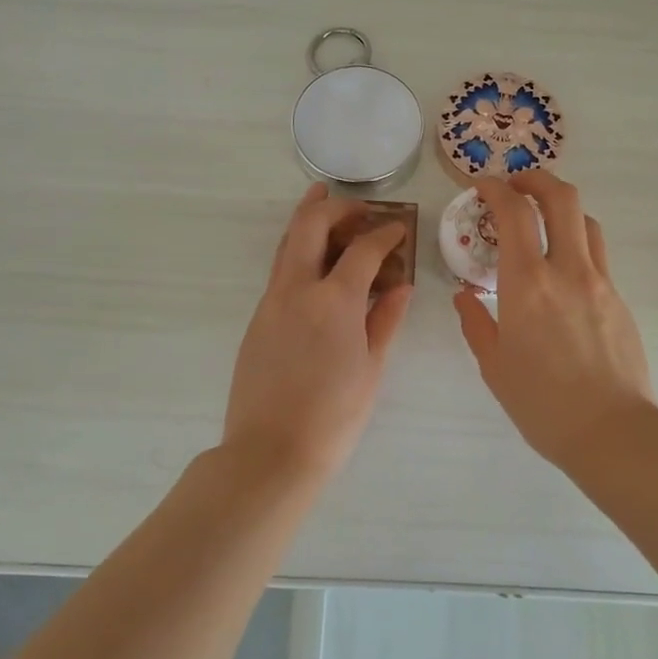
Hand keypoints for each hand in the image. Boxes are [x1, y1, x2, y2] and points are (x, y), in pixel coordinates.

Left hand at [224, 185, 412, 479]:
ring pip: (286, 244)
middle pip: (310, 226)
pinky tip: (315, 264)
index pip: (363, 248)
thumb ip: (386, 319)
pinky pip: (279, 271)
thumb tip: (400, 285)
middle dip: (335, 207)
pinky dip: (298, 253)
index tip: (399, 228)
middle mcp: (297, 289)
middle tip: (358, 206)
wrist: (271, 452)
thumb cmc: (334, 415)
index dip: (385, 232)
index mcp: (334, 300)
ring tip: (326, 206)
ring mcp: (270, 302)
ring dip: (308, 221)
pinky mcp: (257, 319)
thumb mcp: (371, 367)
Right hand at [453, 170, 656, 468]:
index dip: (496, 189)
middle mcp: (568, 270)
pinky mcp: (620, 299)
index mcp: (528, 284)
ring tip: (541, 222)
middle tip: (516, 185)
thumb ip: (477, 323)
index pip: (514, 213)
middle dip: (536, 179)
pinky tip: (562, 271)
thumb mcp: (495, 366)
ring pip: (586, 221)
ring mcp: (601, 282)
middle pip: (562, 198)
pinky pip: (597, 255)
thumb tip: (465, 296)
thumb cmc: (542, 404)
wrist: (613, 432)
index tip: (481, 185)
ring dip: (561, 208)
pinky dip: (576, 243)